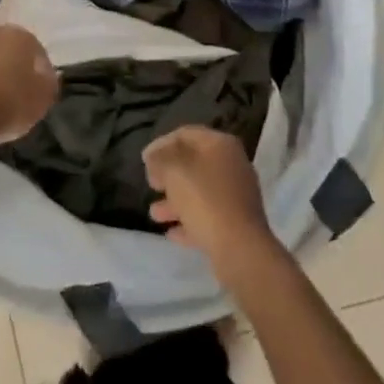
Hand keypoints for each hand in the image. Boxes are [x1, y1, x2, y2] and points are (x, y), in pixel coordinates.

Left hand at [0, 26, 58, 149]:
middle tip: (17, 103)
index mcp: (18, 35)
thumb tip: (46, 76)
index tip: (39, 98)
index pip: (38, 53)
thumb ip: (49, 85)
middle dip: (14, 74)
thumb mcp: (41, 101)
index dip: (41, 76)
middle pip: (9, 54)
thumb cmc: (5, 104)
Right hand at [143, 125, 277, 270]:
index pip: (185, 134)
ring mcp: (237, 196)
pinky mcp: (237, 224)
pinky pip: (208, 216)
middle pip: (194, 163)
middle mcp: (232, 165)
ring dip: (175, 200)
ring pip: (199, 192)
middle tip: (150, 183)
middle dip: (169, 174)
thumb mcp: (173, 170)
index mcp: (221, 144)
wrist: (240, 248)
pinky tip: (171, 233)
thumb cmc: (204, 199)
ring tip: (154, 213)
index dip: (161, 144)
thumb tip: (154, 157)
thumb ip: (159, 158)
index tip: (144, 160)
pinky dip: (189, 221)